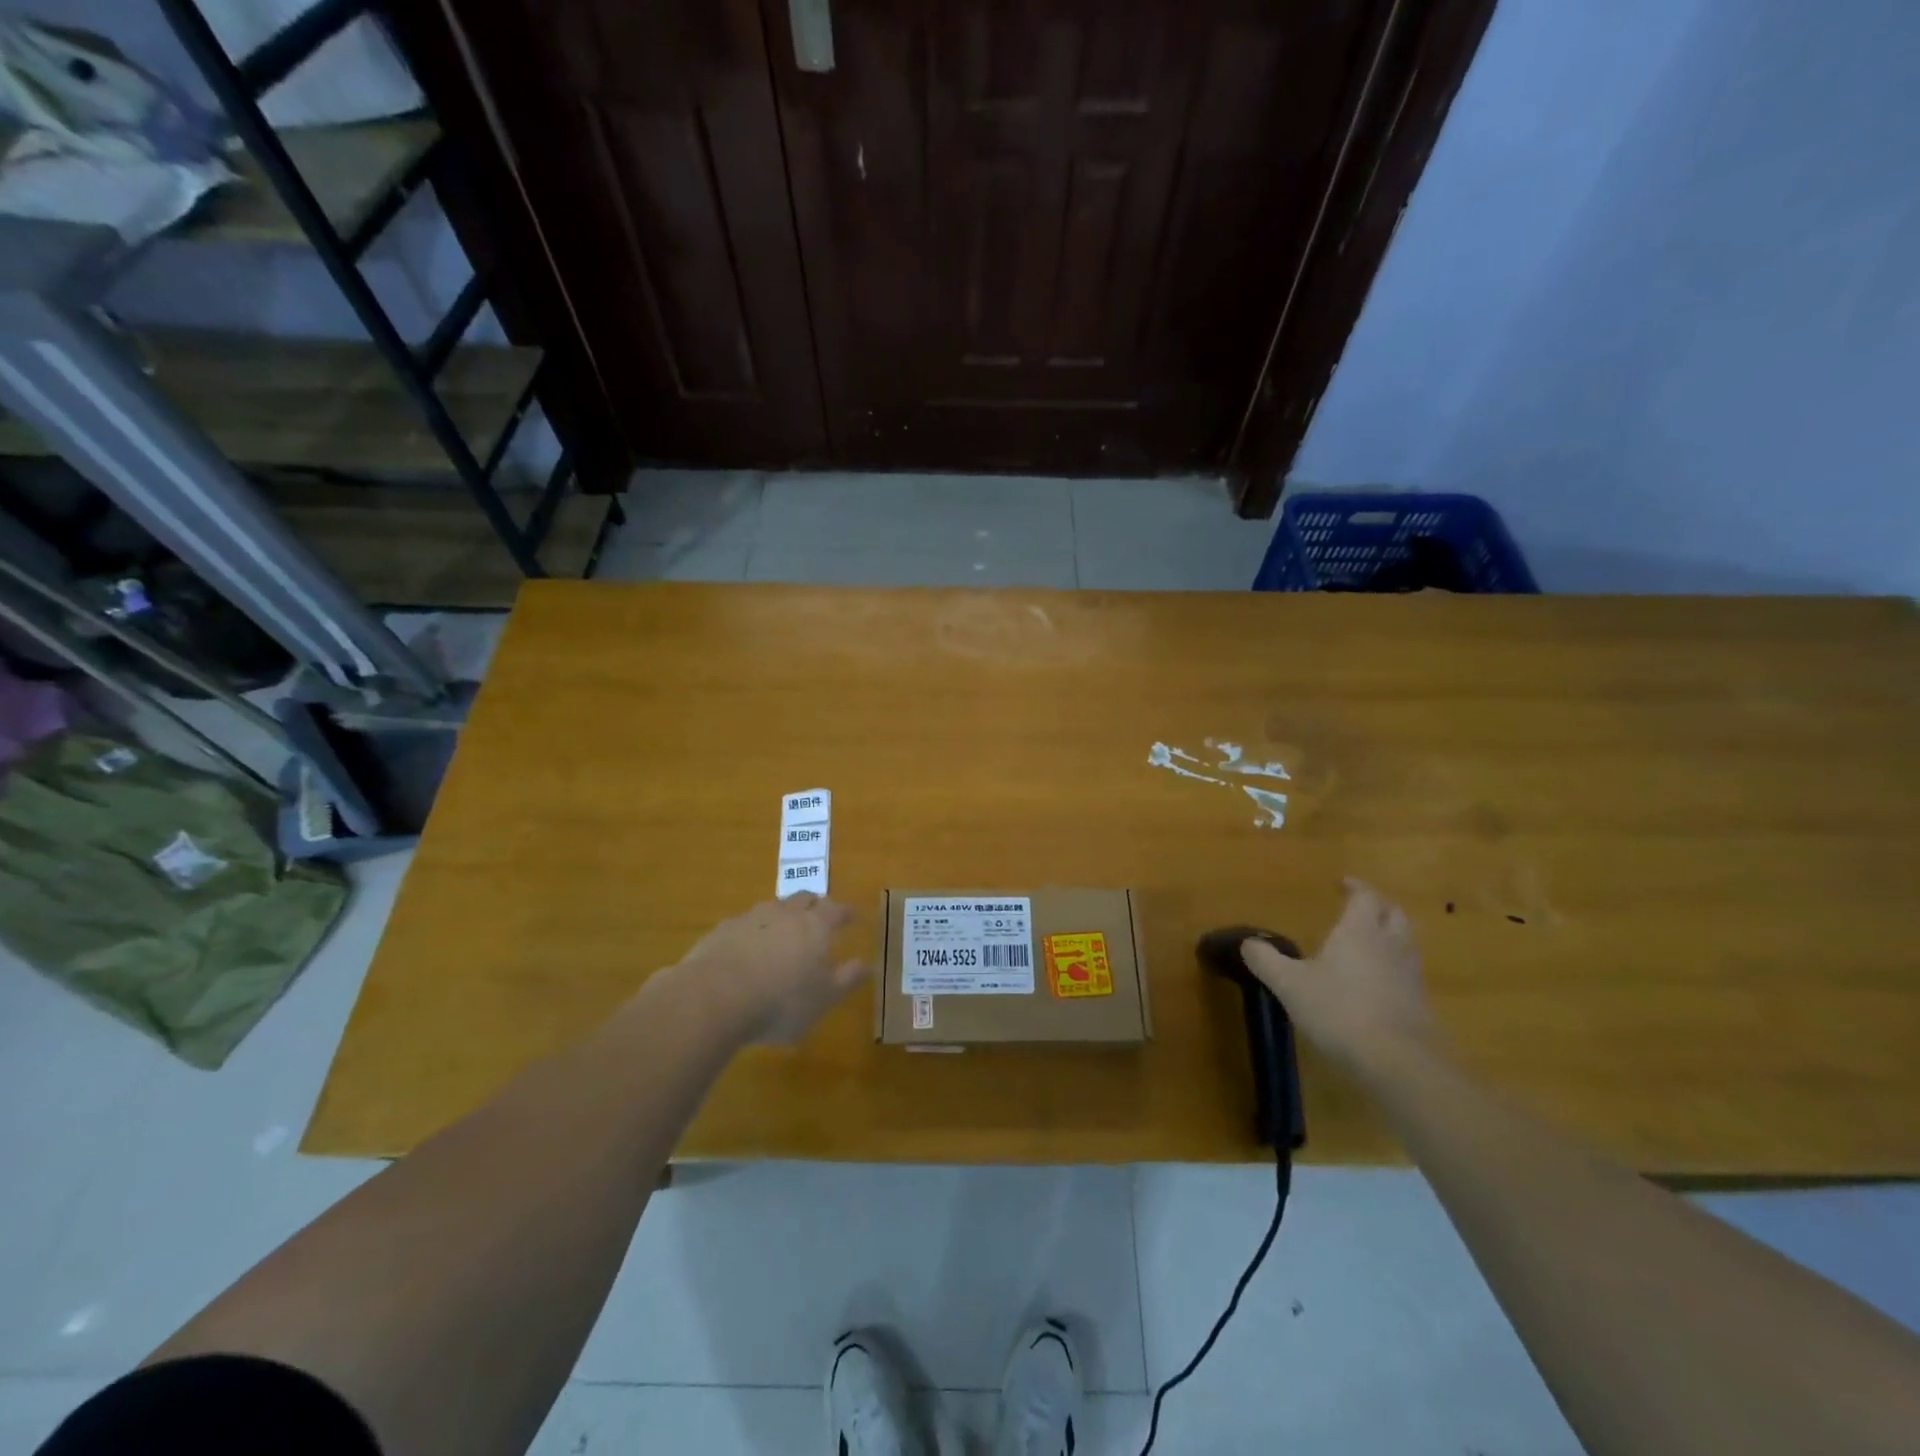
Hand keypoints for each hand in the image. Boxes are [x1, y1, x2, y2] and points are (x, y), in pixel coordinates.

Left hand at [669, 894, 870, 1043]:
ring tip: (782, 932)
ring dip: (781, 917)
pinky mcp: (722, 931)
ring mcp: (750, 918)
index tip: (852, 917)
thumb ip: (847, 979)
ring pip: (772, 909)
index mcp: (815, 926)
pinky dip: (751, 933)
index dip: (845, 913)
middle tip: (818, 915)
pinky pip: (743, 925)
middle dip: (814, 905)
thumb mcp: (824, 997)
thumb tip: (868, 965)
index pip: (836, 910)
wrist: (715, 996)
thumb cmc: (782, 1001)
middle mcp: (785, 913)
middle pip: (804, 899)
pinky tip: (746, 950)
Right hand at [1240, 878, 1433, 1075]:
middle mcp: (1390, 945)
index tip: (1343, 884)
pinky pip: (1409, 973)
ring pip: (1406, 943)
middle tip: (1361, 908)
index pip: (1366, 897)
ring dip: (1392, 935)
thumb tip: (1247, 942)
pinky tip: (1378, 983)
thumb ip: (1266, 960)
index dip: (1356, 888)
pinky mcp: (1419, 1004)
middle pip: (1395, 914)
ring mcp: (1409, 975)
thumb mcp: (1289, 984)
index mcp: (1360, 932)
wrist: (1396, 1061)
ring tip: (1370, 943)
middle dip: (1379, 907)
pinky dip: (1395, 968)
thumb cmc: (1338, 1010)